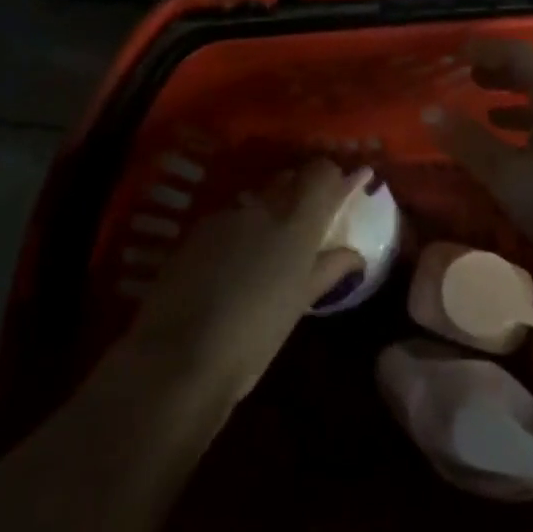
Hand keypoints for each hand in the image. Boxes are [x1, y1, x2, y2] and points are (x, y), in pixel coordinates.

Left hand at [128, 159, 367, 403]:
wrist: (177, 357)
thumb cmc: (255, 337)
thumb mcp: (299, 304)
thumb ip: (329, 269)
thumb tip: (355, 255)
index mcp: (296, 224)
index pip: (321, 173)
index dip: (333, 178)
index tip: (344, 190)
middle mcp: (262, 208)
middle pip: (288, 179)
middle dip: (301, 192)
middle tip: (307, 224)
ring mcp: (225, 217)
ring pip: (256, 200)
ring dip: (267, 213)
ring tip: (266, 250)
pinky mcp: (195, 232)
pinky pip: (228, 219)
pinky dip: (239, 232)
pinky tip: (232, 264)